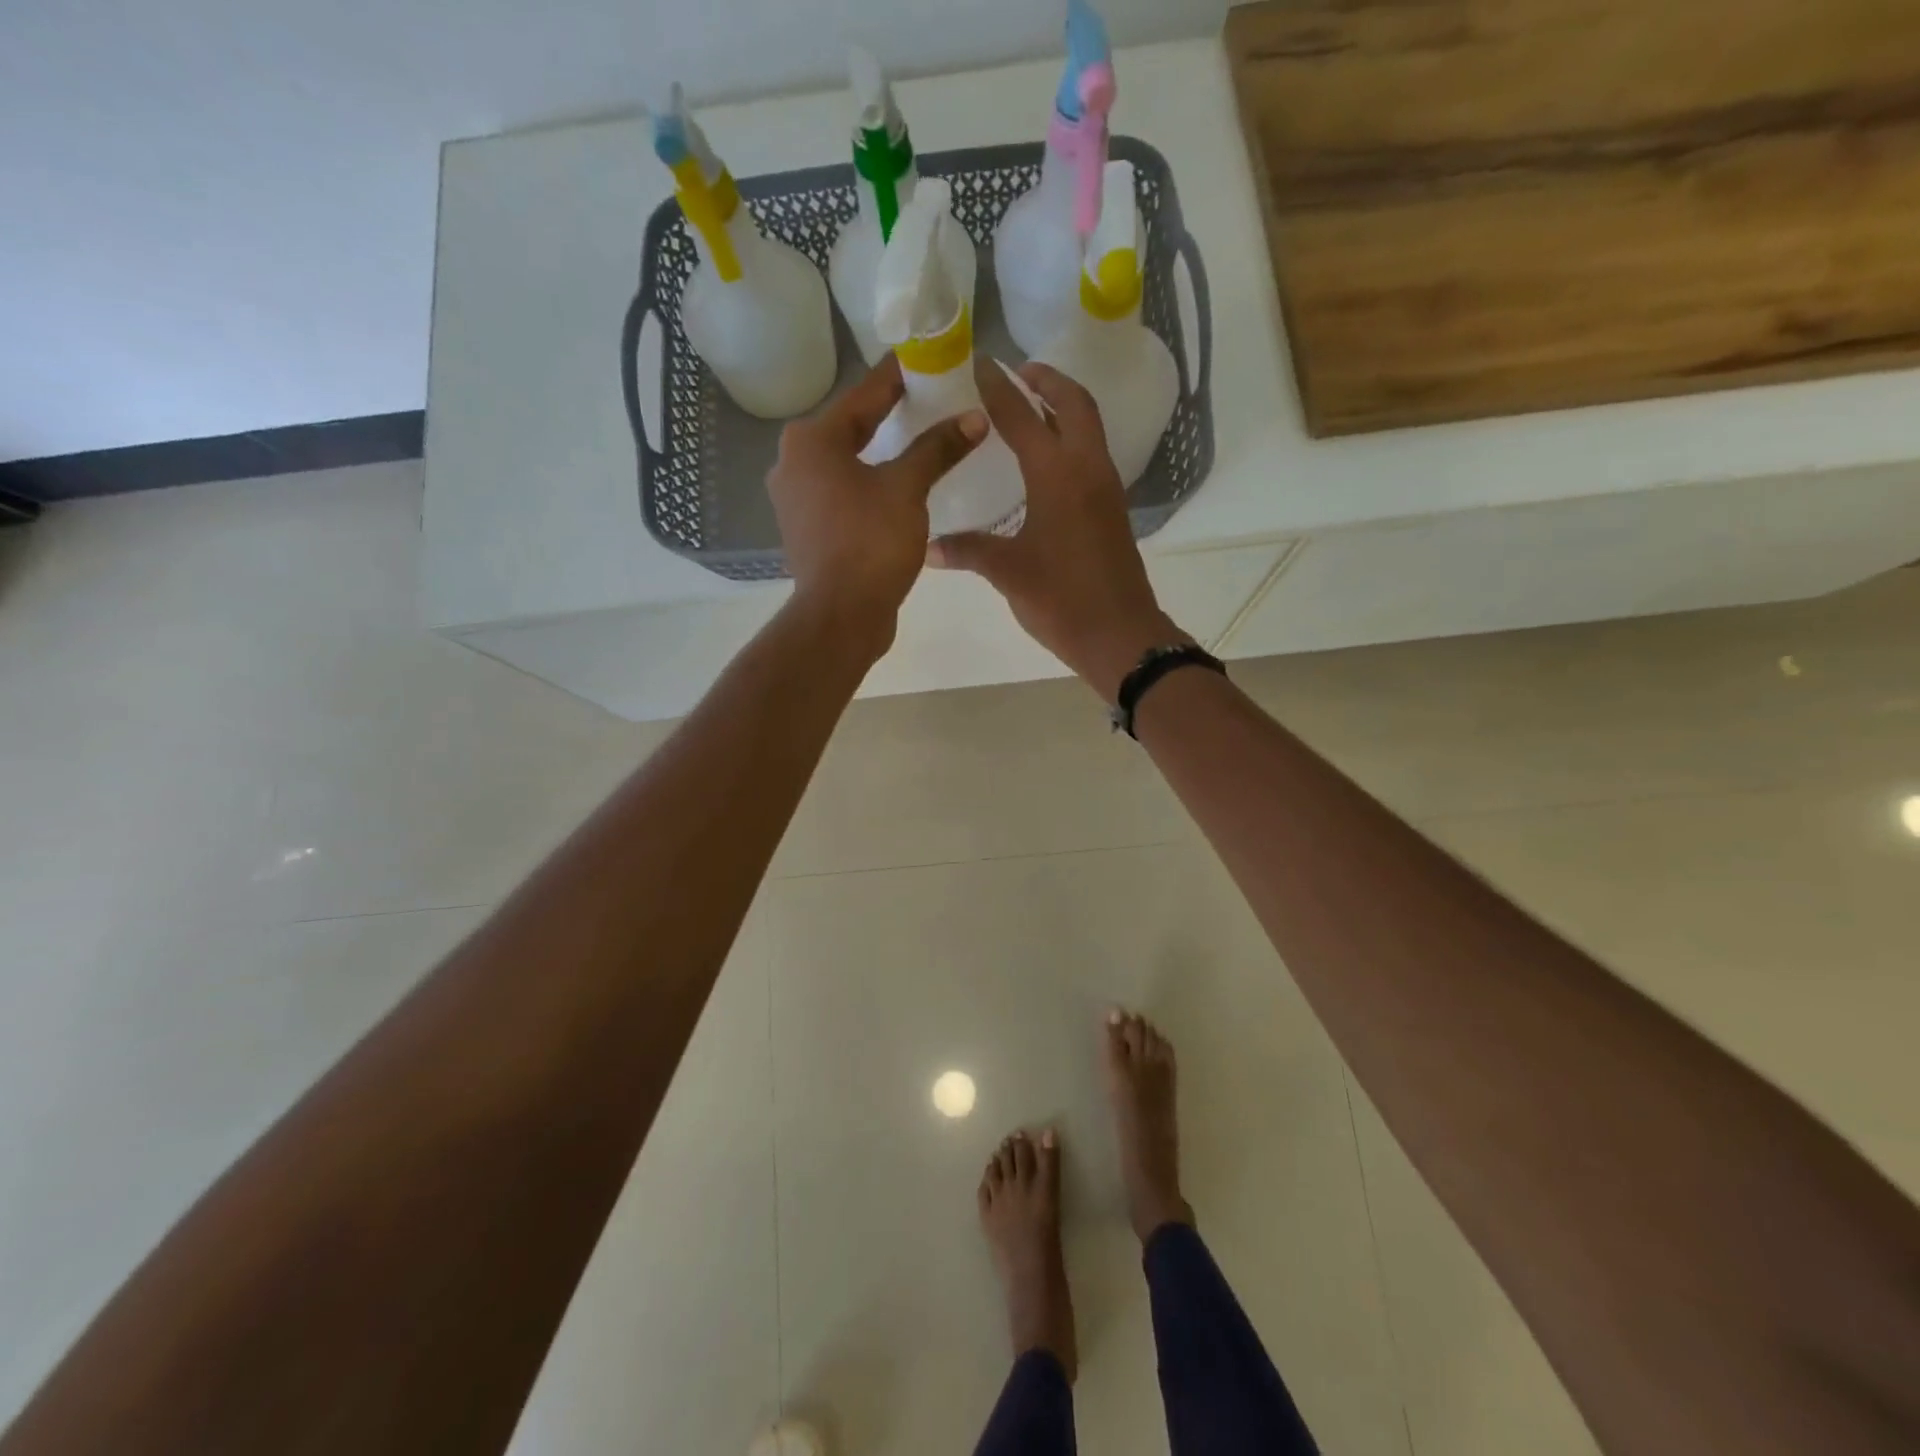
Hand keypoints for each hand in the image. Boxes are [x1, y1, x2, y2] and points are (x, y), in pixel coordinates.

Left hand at [769, 355, 984, 651]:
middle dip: (889, 415)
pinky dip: (869, 484)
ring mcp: (796, 499)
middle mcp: (793, 462)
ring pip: (846, 463)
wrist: (840, 616)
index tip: (924, 358)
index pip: (864, 396)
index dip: (898, 377)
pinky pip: (843, 492)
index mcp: (811, 440)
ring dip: (880, 453)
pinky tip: (895, 485)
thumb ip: (938, 449)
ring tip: (918, 441)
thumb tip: (973, 418)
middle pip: (851, 428)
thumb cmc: (870, 543)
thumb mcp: (907, 489)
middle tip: (928, 398)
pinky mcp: (807, 529)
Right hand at [929, 359, 1187, 700]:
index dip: (999, 389)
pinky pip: (1091, 454)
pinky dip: (1071, 438)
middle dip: (1046, 380)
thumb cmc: (1062, 600)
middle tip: (1016, 372)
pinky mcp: (1112, 509)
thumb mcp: (1008, 573)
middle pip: (1074, 404)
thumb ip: (968, 550)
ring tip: (1029, 406)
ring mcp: (1106, 488)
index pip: (1023, 416)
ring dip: (1063, 406)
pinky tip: (1045, 459)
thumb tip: (928, 546)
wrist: (1120, 635)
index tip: (979, 364)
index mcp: (1058, 475)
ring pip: (1089, 427)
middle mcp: (1088, 469)